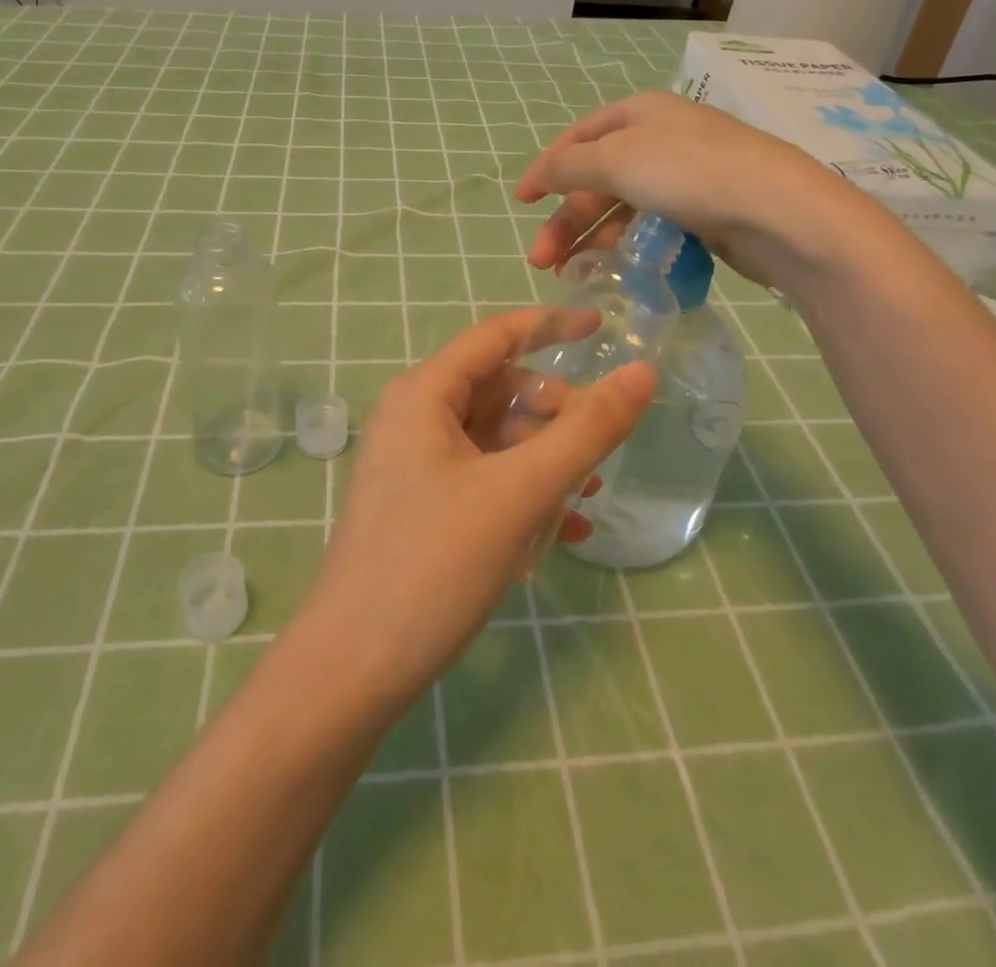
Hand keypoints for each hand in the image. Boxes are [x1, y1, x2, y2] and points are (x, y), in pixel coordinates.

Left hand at [294, 310, 654, 710]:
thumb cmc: (435, 564)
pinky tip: (566, 532)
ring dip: (545, 459)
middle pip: (498, 390)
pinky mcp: (421, 509)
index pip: (495, 337)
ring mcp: (414, 466)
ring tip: (590, 493)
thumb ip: (586, 430)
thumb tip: (641, 373)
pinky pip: (483, 481)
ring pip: (495, 440)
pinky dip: (524, 494)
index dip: (550, 326)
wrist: (355, 670)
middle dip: (553, 411)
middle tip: (599, 446)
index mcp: (424, 395)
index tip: (602, 328)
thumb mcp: (520, 491)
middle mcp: (414, 419)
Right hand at [514, 90, 864, 290]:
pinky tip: (616, 268)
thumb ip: (569, 167)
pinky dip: (629, 245)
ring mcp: (686, 175)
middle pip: (598, 178)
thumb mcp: (616, 160)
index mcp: (639, 113)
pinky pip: (653, 226)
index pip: (579, 137)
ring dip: (593, 238)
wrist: (777, 212)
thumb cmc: (688, 173)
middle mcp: (661, 138)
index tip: (521, 202)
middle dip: (566, 219)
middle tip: (540, 261)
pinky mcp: (706, 210)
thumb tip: (539, 174)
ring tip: (572, 274)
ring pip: (624, 206)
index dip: (547, 168)